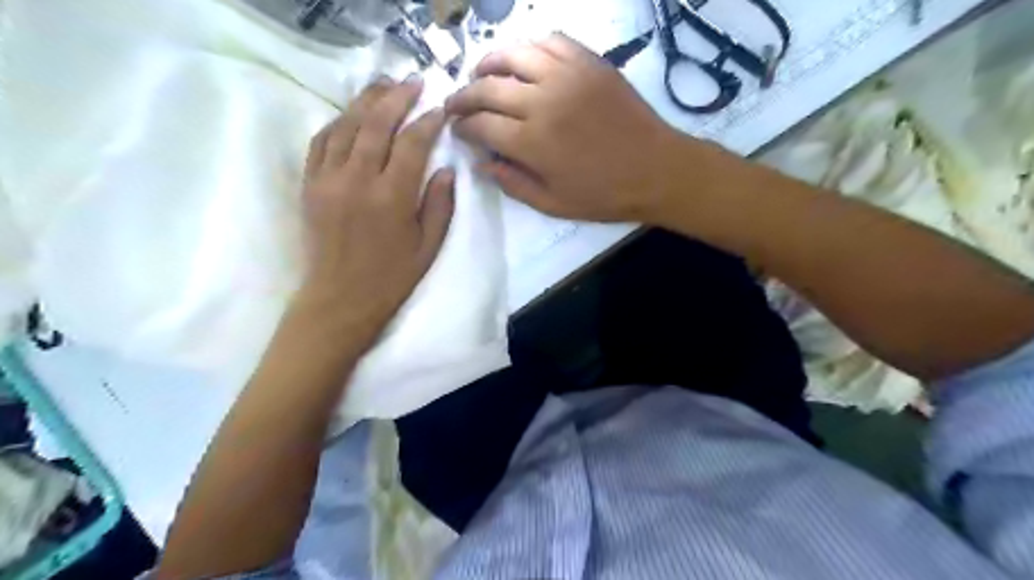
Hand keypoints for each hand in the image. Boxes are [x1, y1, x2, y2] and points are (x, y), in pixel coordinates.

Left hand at [303, 74, 456, 347]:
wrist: (339, 300)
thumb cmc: (391, 277)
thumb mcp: (428, 247)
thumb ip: (439, 205)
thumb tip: (444, 169)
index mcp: (392, 197)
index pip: (412, 143)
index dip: (428, 121)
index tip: (440, 110)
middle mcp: (357, 180)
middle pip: (376, 123)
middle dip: (397, 97)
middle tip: (413, 81)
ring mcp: (328, 179)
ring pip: (346, 125)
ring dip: (366, 101)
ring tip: (383, 86)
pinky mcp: (310, 185)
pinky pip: (320, 141)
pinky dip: (338, 122)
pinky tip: (351, 115)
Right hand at [440, 32, 706, 222]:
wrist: (656, 170)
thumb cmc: (604, 195)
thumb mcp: (553, 204)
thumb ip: (513, 184)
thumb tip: (482, 165)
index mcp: (532, 142)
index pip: (481, 125)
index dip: (462, 127)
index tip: (457, 130)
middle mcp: (543, 101)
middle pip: (488, 87)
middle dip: (463, 95)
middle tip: (456, 103)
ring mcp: (567, 76)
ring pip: (514, 54)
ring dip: (489, 62)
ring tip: (481, 73)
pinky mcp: (589, 63)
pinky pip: (552, 40)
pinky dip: (530, 46)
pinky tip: (525, 59)